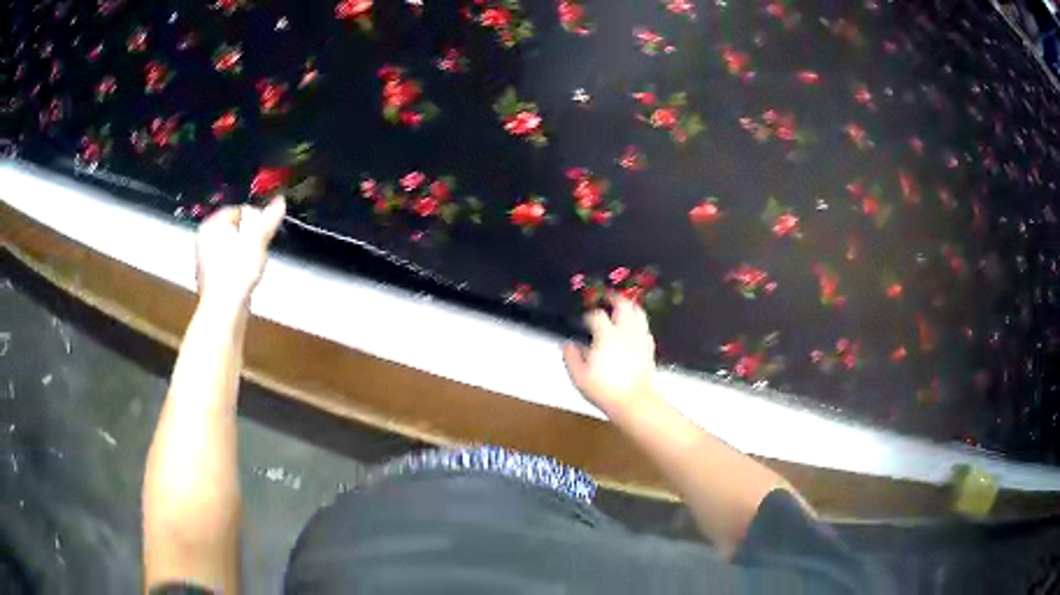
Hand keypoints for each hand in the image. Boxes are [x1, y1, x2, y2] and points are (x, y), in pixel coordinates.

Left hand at [195, 198, 285, 307]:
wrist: (224, 308)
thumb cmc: (237, 270)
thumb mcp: (258, 239)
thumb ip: (269, 218)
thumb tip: (280, 201)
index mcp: (212, 224)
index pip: (238, 209)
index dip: (255, 217)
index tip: (266, 229)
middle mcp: (205, 239)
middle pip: (235, 228)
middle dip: (250, 235)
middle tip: (261, 246)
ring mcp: (205, 259)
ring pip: (232, 246)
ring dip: (245, 251)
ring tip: (254, 262)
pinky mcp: (211, 276)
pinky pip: (228, 263)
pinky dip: (238, 266)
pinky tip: (245, 276)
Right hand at [562, 296, 660, 414]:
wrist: (633, 402)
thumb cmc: (604, 389)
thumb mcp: (579, 376)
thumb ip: (571, 357)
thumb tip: (568, 345)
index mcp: (606, 335)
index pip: (596, 316)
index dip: (589, 316)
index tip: (584, 321)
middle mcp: (625, 332)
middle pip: (623, 304)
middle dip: (614, 298)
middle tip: (607, 296)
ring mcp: (639, 339)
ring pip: (638, 312)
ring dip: (630, 307)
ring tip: (622, 307)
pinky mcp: (649, 348)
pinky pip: (645, 329)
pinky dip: (638, 324)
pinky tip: (633, 331)